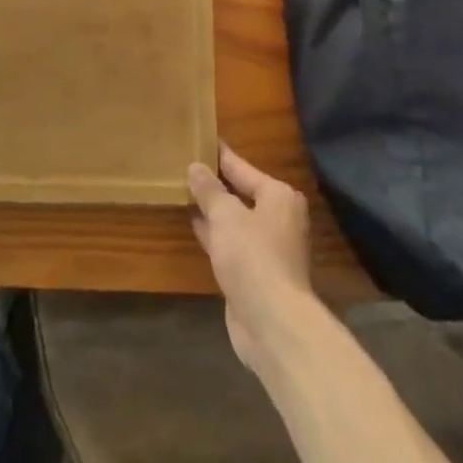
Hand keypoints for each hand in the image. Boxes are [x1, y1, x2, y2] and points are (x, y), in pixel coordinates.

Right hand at [188, 143, 315, 371]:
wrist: (273, 323)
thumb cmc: (253, 256)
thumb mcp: (226, 215)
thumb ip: (209, 190)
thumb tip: (195, 167)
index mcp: (278, 196)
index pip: (242, 167)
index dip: (220, 155)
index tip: (202, 139)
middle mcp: (277, 218)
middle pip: (241, 193)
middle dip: (215, 183)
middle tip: (186, 165)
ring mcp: (268, 248)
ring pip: (234, 220)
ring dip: (212, 210)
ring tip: (183, 191)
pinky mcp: (255, 273)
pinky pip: (230, 243)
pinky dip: (213, 234)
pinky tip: (193, 225)